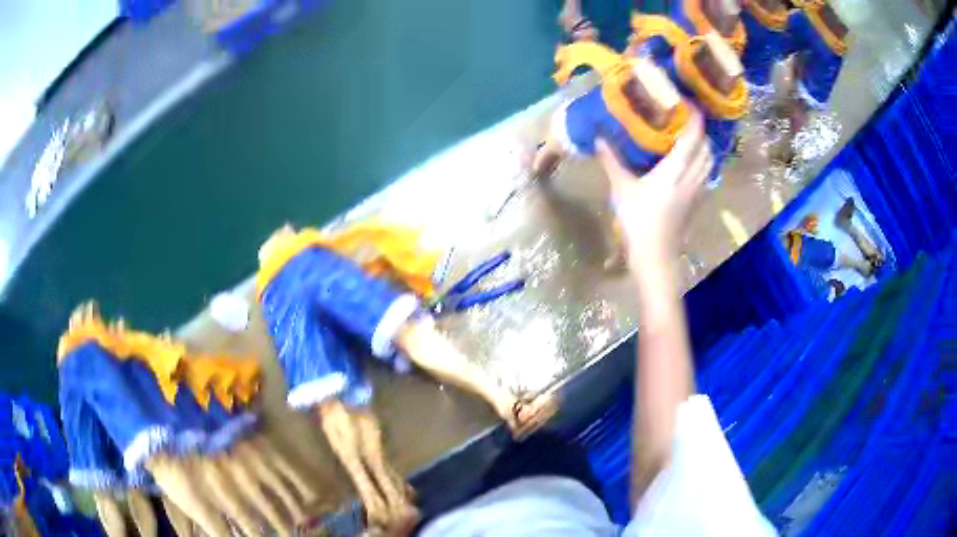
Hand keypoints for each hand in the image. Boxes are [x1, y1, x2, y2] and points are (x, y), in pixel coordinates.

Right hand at [596, 109, 711, 267]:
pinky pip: (707, 176)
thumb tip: (599, 138)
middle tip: (688, 120)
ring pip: (710, 163)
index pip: (693, 138)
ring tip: (692, 138)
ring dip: (705, 147)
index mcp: (675, 170)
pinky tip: (692, 163)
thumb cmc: (638, 220)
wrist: (655, 254)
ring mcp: (697, 191)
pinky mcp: (697, 203)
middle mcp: (692, 177)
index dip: (695, 119)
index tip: (691, 104)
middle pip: (707, 148)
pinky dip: (704, 163)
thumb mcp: (621, 188)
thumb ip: (612, 161)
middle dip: (701, 131)